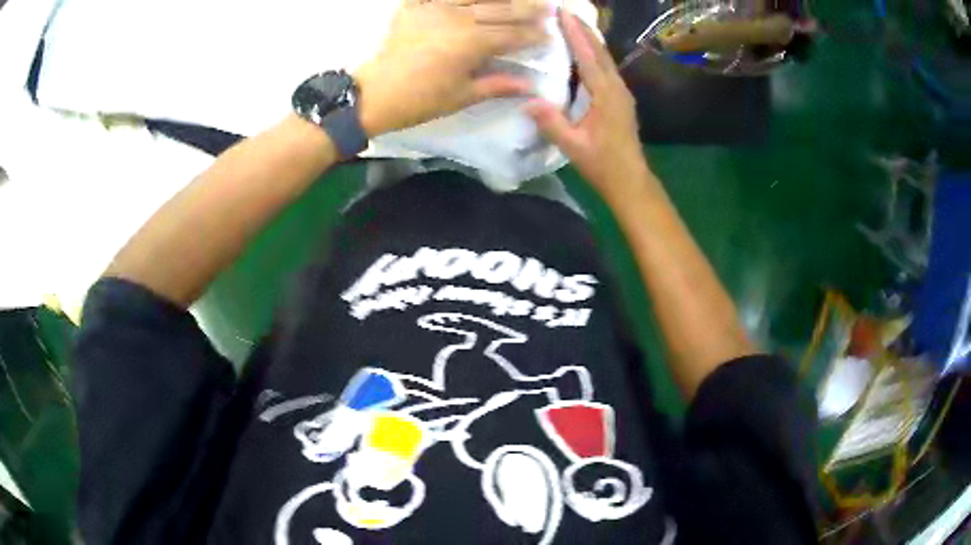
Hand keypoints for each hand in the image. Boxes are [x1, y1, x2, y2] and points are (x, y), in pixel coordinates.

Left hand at [356, 0, 549, 136]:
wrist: (374, 93)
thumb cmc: (420, 100)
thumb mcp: (462, 96)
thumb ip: (498, 85)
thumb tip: (530, 86)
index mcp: (472, 43)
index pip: (512, 34)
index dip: (533, 35)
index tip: (549, 35)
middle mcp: (458, 18)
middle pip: (501, 9)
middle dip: (527, 9)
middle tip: (547, 7)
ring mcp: (435, 7)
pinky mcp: (415, 5)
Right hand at [525, 9, 648, 200]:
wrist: (631, 180)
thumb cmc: (603, 164)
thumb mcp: (573, 146)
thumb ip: (551, 123)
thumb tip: (528, 101)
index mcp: (606, 95)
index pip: (588, 56)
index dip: (576, 34)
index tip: (564, 13)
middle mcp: (617, 88)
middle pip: (600, 51)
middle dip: (584, 30)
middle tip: (566, 12)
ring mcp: (622, 93)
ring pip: (606, 59)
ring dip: (590, 40)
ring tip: (573, 26)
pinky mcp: (621, 100)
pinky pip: (606, 69)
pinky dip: (594, 55)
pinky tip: (584, 54)